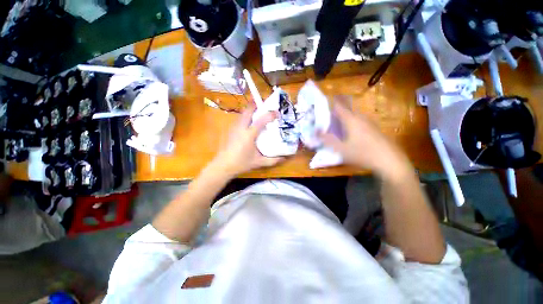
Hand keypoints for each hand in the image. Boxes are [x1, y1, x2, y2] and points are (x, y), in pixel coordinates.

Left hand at [210, 104, 284, 176]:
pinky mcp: (231, 129)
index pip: (261, 120)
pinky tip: (250, 122)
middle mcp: (241, 128)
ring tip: (260, 112)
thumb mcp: (259, 162)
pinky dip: (246, 116)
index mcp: (249, 135)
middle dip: (257, 104)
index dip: (270, 114)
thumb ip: (272, 160)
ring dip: (251, 109)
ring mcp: (234, 127)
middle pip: (248, 110)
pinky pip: (240, 118)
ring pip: (243, 113)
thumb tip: (284, 158)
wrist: (223, 165)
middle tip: (266, 106)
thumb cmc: (241, 163)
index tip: (277, 113)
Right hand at [319, 101, 411, 179]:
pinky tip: (349, 133)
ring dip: (344, 117)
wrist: (390, 161)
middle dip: (336, 110)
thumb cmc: (363, 153)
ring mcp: (369, 123)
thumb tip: (316, 131)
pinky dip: (350, 123)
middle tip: (327, 116)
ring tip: (336, 124)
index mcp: (351, 120)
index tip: (323, 102)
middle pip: (346, 109)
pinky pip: (359, 121)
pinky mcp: (374, 129)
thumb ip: (327, 140)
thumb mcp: (341, 149)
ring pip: (353, 116)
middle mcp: (360, 118)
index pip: (339, 106)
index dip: (330, 103)